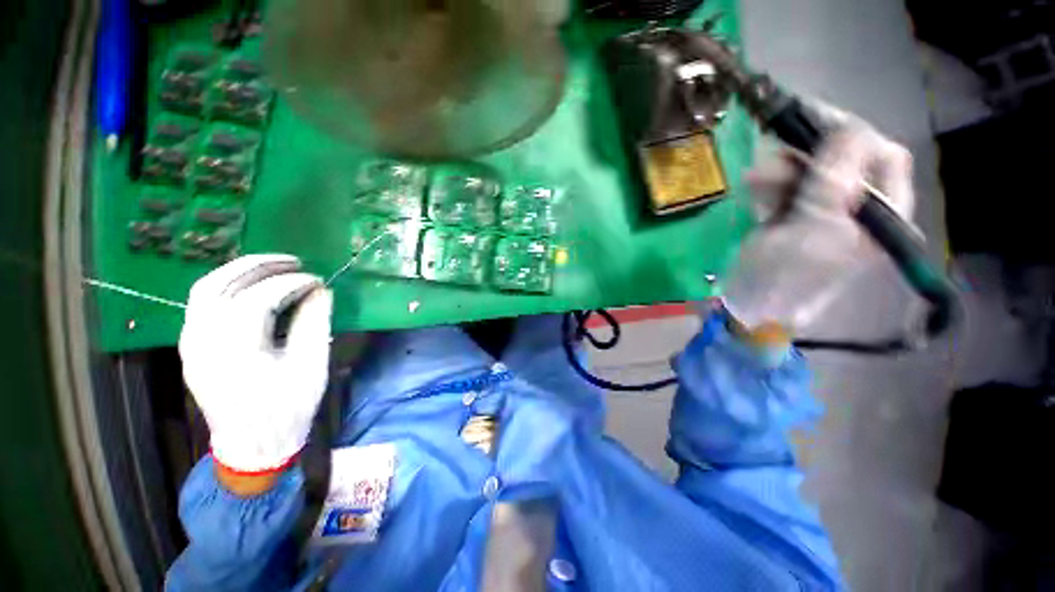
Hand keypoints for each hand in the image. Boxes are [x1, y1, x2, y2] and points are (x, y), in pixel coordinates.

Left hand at [179, 255, 332, 478]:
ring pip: (204, 290)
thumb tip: (321, 292)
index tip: (317, 281)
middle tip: (293, 261)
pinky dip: (228, 287)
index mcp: (233, 351)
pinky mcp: (191, 347)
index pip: (258, 298)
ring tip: (273, 267)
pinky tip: (252, 287)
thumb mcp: (310, 366)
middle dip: (258, 265)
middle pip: (219, 285)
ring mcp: (190, 344)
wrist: (254, 446)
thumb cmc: (287, 408)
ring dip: (239, 271)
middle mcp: (202, 342)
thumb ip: (314, 324)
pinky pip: (203, 305)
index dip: (291, 283)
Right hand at [723, 105, 915, 332]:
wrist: (752, 304)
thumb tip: (847, 126)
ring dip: (783, 169)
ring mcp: (829, 210)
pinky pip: (792, 185)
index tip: (809, 121)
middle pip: (846, 159)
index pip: (884, 155)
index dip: (851, 133)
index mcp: (883, 213)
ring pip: (813, 170)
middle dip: (808, 154)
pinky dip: (772, 183)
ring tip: (755, 182)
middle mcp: (862, 207)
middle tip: (773, 152)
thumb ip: (836, 178)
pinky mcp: (800, 214)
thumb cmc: (785, 273)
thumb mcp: (814, 226)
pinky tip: (756, 191)